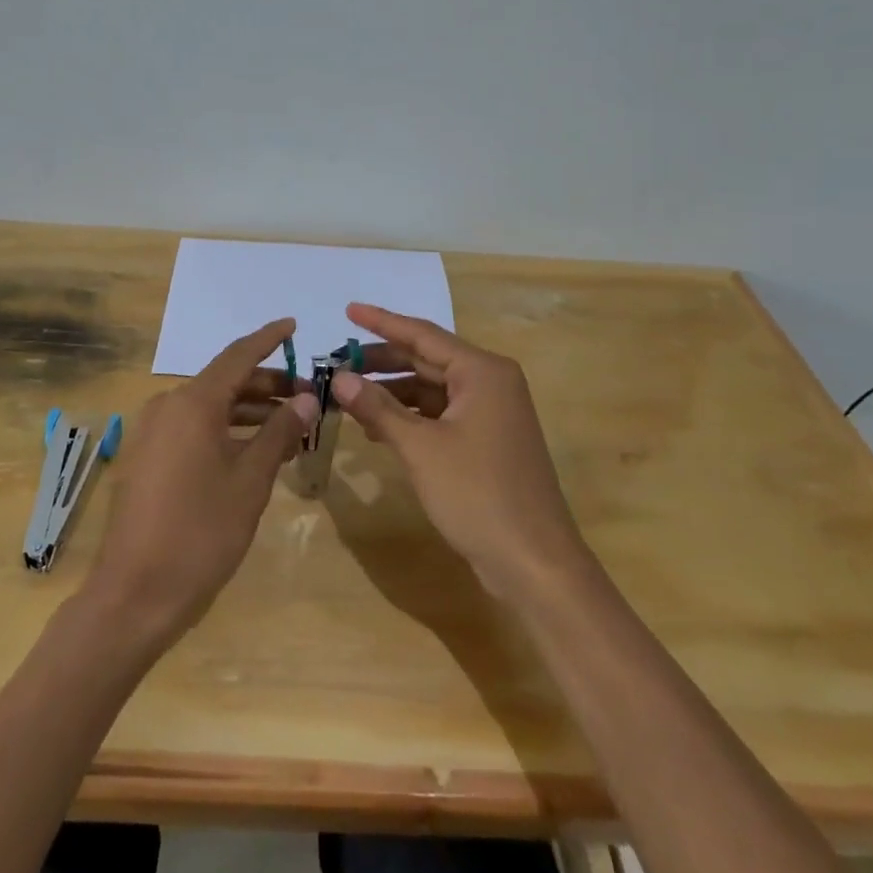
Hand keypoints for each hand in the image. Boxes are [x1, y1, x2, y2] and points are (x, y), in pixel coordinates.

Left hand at [87, 319, 318, 641]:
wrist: (135, 594)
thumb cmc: (200, 532)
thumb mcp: (250, 481)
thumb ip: (278, 433)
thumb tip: (305, 400)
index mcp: (192, 403)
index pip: (238, 356)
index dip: (268, 339)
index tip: (293, 325)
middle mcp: (168, 407)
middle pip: (224, 382)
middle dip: (267, 385)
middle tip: (307, 396)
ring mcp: (153, 434)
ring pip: (210, 408)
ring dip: (249, 411)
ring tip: (290, 424)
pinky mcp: (148, 459)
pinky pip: (194, 429)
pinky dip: (226, 431)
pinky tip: (254, 450)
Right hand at [331, 304, 588, 598]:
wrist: (534, 563)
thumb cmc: (477, 495)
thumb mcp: (420, 448)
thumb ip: (378, 408)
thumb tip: (339, 378)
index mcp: (482, 372)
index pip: (423, 334)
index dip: (382, 322)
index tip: (348, 309)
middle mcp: (490, 383)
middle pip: (427, 360)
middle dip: (382, 361)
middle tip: (338, 361)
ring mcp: (491, 414)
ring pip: (432, 390)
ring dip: (393, 393)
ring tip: (348, 395)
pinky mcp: (487, 441)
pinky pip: (441, 415)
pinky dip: (410, 417)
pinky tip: (378, 428)